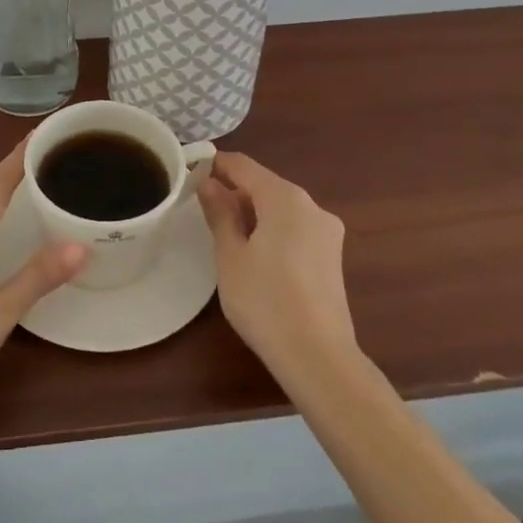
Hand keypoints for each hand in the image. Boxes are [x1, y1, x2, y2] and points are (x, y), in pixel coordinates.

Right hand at [198, 152, 358, 381]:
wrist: (318, 357)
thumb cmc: (265, 301)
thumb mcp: (231, 255)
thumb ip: (219, 213)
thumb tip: (209, 183)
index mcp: (285, 198)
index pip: (244, 165)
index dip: (215, 164)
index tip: (190, 173)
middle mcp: (311, 206)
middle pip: (265, 185)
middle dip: (234, 192)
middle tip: (203, 211)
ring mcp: (327, 232)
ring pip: (281, 208)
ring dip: (253, 213)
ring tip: (226, 236)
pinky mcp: (332, 257)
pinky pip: (295, 229)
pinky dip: (273, 231)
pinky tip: (256, 256)